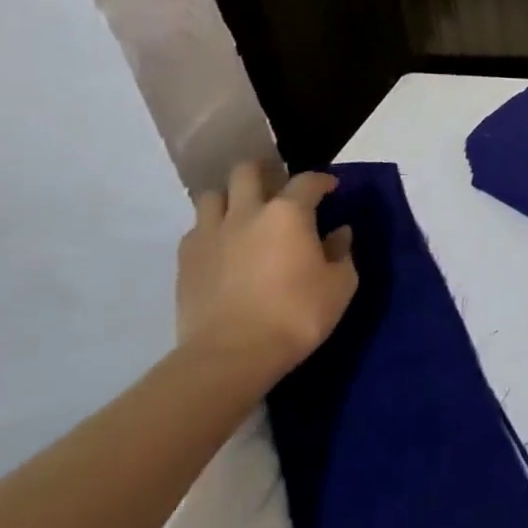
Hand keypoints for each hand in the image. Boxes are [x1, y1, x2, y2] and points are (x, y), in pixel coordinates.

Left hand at [176, 162, 357, 387]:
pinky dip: (211, 229)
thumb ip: (341, 252)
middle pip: (247, 171)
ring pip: (212, 195)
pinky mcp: (185, 261)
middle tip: (278, 188)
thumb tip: (338, 233)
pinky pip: (196, 229)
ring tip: (244, 213)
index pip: (308, 180)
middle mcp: (247, 212)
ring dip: (230, 197)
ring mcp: (210, 235)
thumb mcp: (340, 284)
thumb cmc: (296, 314)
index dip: (322, 181)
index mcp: (288, 212)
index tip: (330, 190)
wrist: (230, 356)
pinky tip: (224, 246)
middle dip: (265, 172)